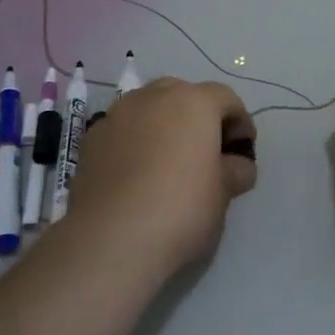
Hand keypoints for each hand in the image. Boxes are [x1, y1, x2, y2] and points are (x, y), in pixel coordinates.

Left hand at [65, 78, 257, 272]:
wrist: (111, 239)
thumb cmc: (181, 208)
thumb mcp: (223, 193)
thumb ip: (235, 171)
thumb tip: (238, 166)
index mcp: (194, 102)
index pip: (226, 98)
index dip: (240, 122)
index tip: (243, 151)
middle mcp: (154, 97)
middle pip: (183, 94)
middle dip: (198, 116)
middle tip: (206, 150)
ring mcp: (117, 115)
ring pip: (148, 108)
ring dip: (163, 125)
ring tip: (168, 160)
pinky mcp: (91, 139)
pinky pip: (123, 130)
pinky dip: (134, 141)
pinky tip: (137, 174)